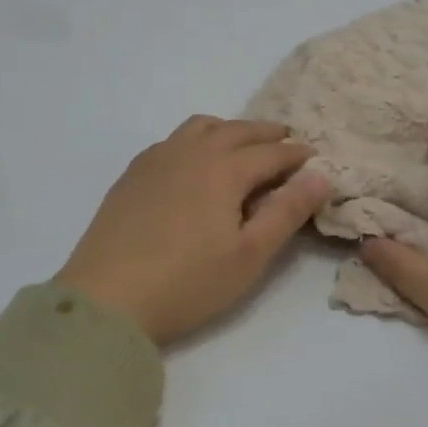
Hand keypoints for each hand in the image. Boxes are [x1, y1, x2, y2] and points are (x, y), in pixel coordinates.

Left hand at [60, 117, 330, 346]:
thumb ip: (286, 212)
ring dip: (228, 129)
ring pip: (200, 127)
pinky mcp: (132, 174)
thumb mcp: (249, 255)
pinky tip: (193, 162)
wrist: (107, 299)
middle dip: (266, 134)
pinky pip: (172, 140)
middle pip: (236, 130)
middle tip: (285, 141)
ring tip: (241, 145)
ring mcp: (157, 159)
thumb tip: (320, 175)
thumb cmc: (187, 282)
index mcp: (224, 168)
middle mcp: (191, 152)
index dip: (296, 154)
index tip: (315, 158)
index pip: (270, 153)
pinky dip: (195, 140)